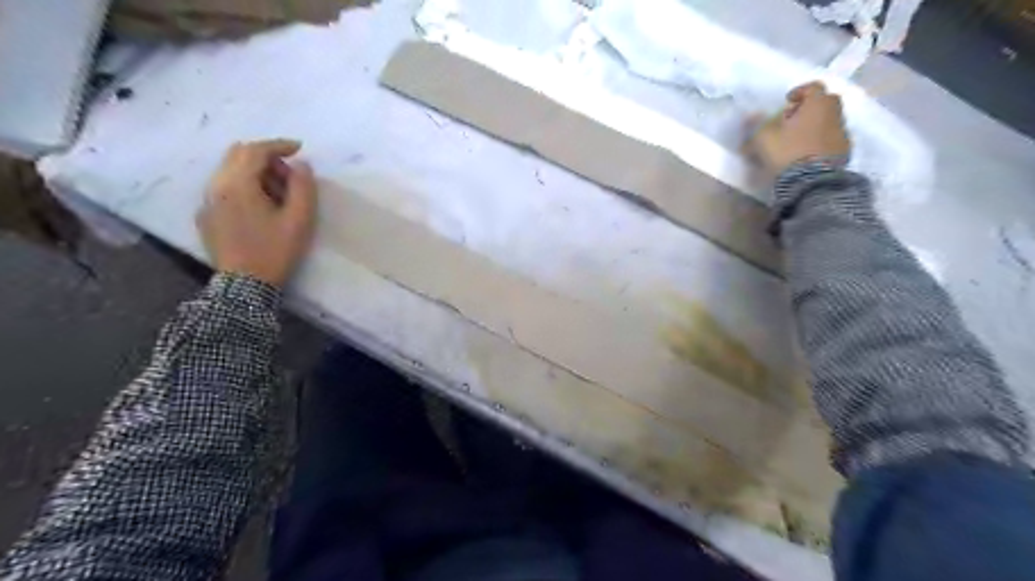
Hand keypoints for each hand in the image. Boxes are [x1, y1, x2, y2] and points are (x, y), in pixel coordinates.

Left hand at [198, 137, 316, 287]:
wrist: (245, 285)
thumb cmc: (275, 251)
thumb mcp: (299, 220)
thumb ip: (303, 187)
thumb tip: (301, 165)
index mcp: (237, 184)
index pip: (256, 150)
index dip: (279, 145)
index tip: (299, 149)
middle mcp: (216, 186)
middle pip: (238, 155)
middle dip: (266, 157)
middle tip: (289, 176)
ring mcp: (207, 201)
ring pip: (229, 170)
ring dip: (255, 172)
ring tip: (278, 194)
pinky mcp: (206, 215)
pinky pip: (223, 188)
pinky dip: (243, 186)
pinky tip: (259, 208)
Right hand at [748, 82, 852, 174]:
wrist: (812, 180)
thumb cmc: (787, 152)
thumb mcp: (764, 138)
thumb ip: (758, 125)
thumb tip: (751, 117)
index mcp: (817, 104)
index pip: (813, 87)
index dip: (800, 92)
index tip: (787, 101)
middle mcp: (834, 113)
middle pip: (825, 102)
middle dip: (809, 107)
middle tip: (793, 119)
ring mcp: (842, 131)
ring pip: (829, 120)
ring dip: (815, 124)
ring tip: (798, 138)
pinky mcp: (845, 150)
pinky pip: (832, 137)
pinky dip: (821, 139)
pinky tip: (808, 152)